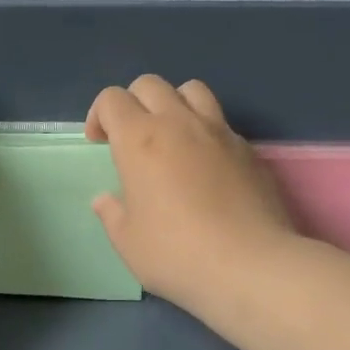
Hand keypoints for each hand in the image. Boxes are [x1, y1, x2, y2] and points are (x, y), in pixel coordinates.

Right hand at [86, 75, 293, 307]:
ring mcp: (219, 132)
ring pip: (192, 90)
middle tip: (131, 138)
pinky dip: (206, 132)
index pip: (112, 99)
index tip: (100, 144)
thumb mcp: (128, 241)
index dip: (99, 115)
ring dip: (174, 104)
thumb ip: (112, 213)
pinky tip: (206, 167)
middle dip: (133, 102)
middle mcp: (179, 123)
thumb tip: (107, 199)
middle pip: (150, 84)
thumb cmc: (176, 253)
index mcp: (139, 139)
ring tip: (172, 137)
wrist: (250, 266)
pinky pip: (221, 122)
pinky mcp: (249, 149)